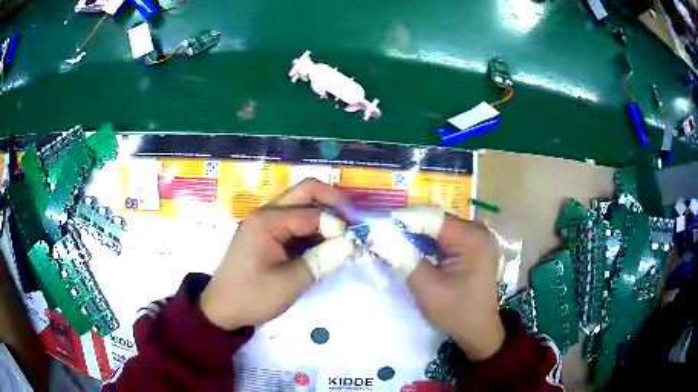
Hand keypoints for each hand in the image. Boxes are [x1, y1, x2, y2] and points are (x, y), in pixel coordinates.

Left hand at [199, 179, 353, 329]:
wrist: (222, 309)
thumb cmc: (252, 296)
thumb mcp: (289, 283)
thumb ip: (321, 260)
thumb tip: (352, 243)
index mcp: (267, 221)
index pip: (312, 213)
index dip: (336, 227)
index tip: (351, 247)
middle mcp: (266, 213)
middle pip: (307, 193)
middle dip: (334, 204)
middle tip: (355, 222)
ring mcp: (267, 223)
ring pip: (303, 206)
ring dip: (326, 217)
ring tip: (344, 237)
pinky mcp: (268, 235)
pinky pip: (296, 223)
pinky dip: (315, 230)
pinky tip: (327, 245)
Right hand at [370, 207, 504, 360]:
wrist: (478, 332)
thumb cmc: (456, 313)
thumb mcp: (426, 287)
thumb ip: (402, 257)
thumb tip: (377, 233)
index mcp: (472, 238)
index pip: (432, 218)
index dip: (403, 220)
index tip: (376, 226)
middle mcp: (478, 231)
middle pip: (436, 221)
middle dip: (408, 228)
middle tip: (381, 235)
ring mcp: (477, 239)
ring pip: (439, 229)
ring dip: (417, 236)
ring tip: (392, 242)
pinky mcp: (473, 248)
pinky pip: (446, 239)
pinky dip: (428, 244)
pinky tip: (412, 251)